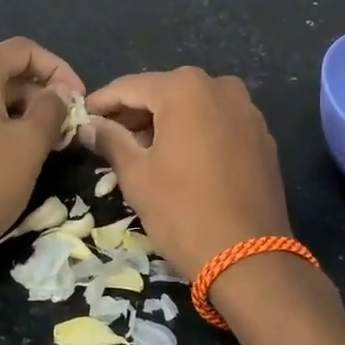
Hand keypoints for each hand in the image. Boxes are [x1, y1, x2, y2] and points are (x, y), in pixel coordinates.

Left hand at [0, 38, 85, 262]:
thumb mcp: (31, 144)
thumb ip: (51, 109)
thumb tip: (55, 94)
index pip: (23, 50)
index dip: (58, 69)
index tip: (77, 99)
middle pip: (0, 76)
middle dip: (36, 96)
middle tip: (61, 128)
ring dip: (8, 115)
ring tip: (30, 144)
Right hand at [85, 67, 291, 280]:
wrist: (250, 258)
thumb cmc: (183, 211)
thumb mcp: (137, 175)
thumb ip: (111, 140)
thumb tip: (89, 125)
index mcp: (186, 89)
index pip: (131, 87)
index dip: (102, 102)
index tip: (81, 117)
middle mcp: (221, 87)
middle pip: (165, 92)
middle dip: (135, 112)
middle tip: (107, 136)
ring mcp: (247, 110)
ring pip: (194, 106)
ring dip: (165, 122)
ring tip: (139, 149)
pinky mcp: (262, 136)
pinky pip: (218, 123)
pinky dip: (195, 132)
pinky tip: (179, 157)